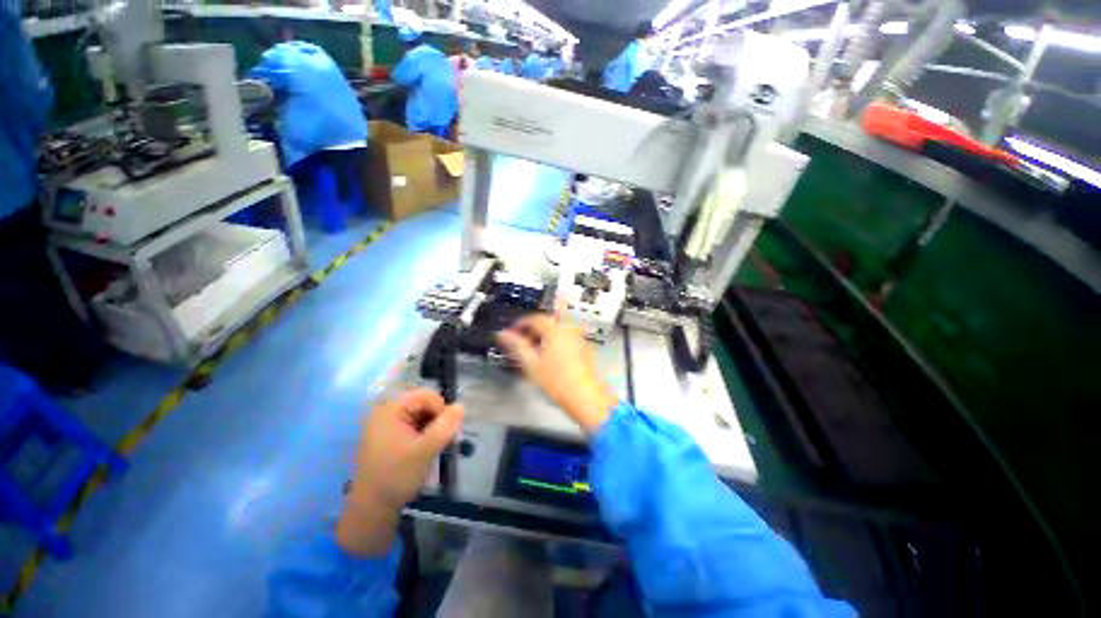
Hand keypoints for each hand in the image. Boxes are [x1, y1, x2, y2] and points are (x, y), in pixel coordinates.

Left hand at [337, 390, 463, 555]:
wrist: (373, 510)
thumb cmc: (396, 476)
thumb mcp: (425, 450)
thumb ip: (445, 426)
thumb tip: (461, 406)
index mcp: (390, 410)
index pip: (425, 396)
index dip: (441, 408)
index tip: (447, 430)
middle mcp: (387, 413)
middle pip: (423, 404)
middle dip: (438, 418)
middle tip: (445, 439)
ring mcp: (388, 426)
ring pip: (422, 415)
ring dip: (434, 427)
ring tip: (438, 446)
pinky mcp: (391, 438)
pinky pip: (415, 426)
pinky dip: (426, 434)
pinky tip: (429, 449)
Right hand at [496, 314, 617, 434]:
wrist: (585, 397)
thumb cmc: (557, 381)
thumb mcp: (531, 364)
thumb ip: (516, 346)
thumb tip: (503, 334)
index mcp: (555, 330)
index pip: (534, 318)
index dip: (520, 324)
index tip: (511, 333)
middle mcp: (569, 329)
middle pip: (546, 323)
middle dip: (532, 331)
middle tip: (521, 344)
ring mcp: (578, 338)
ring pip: (556, 331)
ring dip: (543, 337)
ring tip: (533, 354)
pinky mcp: (584, 347)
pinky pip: (565, 338)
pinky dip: (554, 343)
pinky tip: (549, 359)